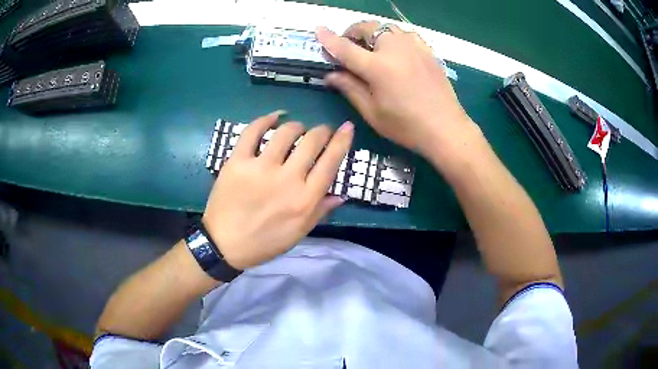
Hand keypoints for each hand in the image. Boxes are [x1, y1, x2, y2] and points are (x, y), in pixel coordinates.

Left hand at [202, 111, 353, 269]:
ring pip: (286, 132)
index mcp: (305, 199)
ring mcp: (260, 168)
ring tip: (296, 129)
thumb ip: (321, 211)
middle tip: (320, 131)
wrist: (224, 244)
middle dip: (321, 130)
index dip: (342, 140)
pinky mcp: (237, 161)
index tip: (346, 127)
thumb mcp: (299, 233)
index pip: (331, 162)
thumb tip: (341, 194)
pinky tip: (274, 117)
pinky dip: (265, 120)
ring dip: (296, 126)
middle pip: (312, 141)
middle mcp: (287, 179)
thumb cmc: (265, 242)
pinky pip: (253, 131)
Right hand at [316, 22, 476, 156]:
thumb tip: (329, 75)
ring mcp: (414, 47)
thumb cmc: (406, 126)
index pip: (345, 47)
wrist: (446, 128)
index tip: (318, 29)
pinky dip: (394, 37)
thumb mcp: (372, 112)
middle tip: (349, 47)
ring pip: (387, 28)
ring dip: (374, 33)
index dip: (329, 39)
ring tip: (372, 48)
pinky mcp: (427, 50)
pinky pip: (405, 34)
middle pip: (368, 28)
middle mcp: (395, 48)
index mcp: (377, 67)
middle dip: (353, 32)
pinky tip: (395, 51)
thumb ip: (350, 88)